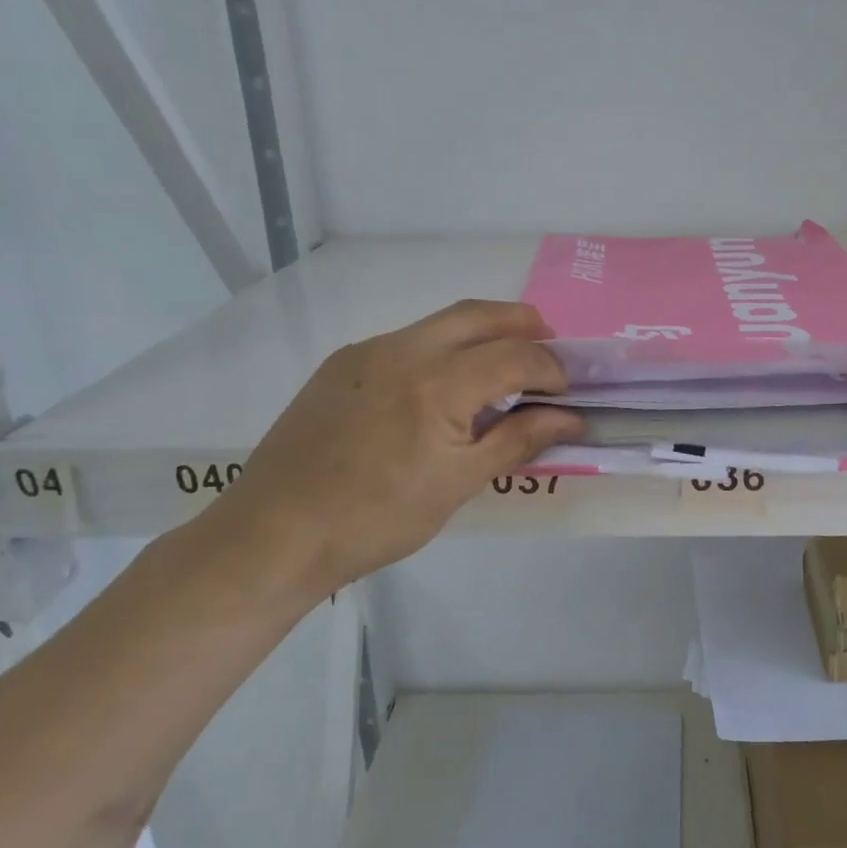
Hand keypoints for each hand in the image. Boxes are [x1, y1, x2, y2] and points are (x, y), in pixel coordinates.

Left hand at [193, 300, 583, 601]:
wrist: (275, 533)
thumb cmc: (377, 519)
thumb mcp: (459, 485)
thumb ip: (519, 441)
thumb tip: (571, 419)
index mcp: (439, 384)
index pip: (516, 355)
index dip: (550, 369)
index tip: (565, 393)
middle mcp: (404, 349)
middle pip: (480, 314)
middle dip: (523, 323)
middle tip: (549, 348)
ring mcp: (368, 351)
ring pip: (440, 322)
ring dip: (482, 332)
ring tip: (503, 364)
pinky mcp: (342, 363)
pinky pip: (406, 340)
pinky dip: (441, 349)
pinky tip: (442, 388)